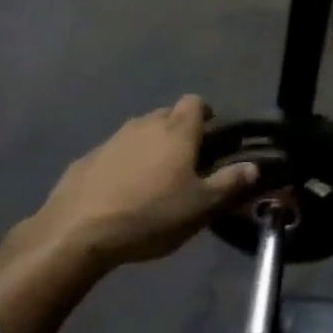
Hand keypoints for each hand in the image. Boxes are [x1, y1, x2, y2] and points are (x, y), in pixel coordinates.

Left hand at [31, 95, 258, 267]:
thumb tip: (254, 167)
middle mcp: (146, 124)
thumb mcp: (200, 207)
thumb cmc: (150, 215)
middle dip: (179, 130)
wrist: (77, 230)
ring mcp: (113, 139)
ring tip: (154, 179)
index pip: (195, 102)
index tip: (211, 136)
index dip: (205, 114)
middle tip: (186, 162)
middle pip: (167, 114)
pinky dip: (123, 164)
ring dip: (150, 146)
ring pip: (140, 131)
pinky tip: (120, 192)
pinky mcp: (87, 158)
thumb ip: (230, 183)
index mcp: (177, 131)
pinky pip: (114, 152)